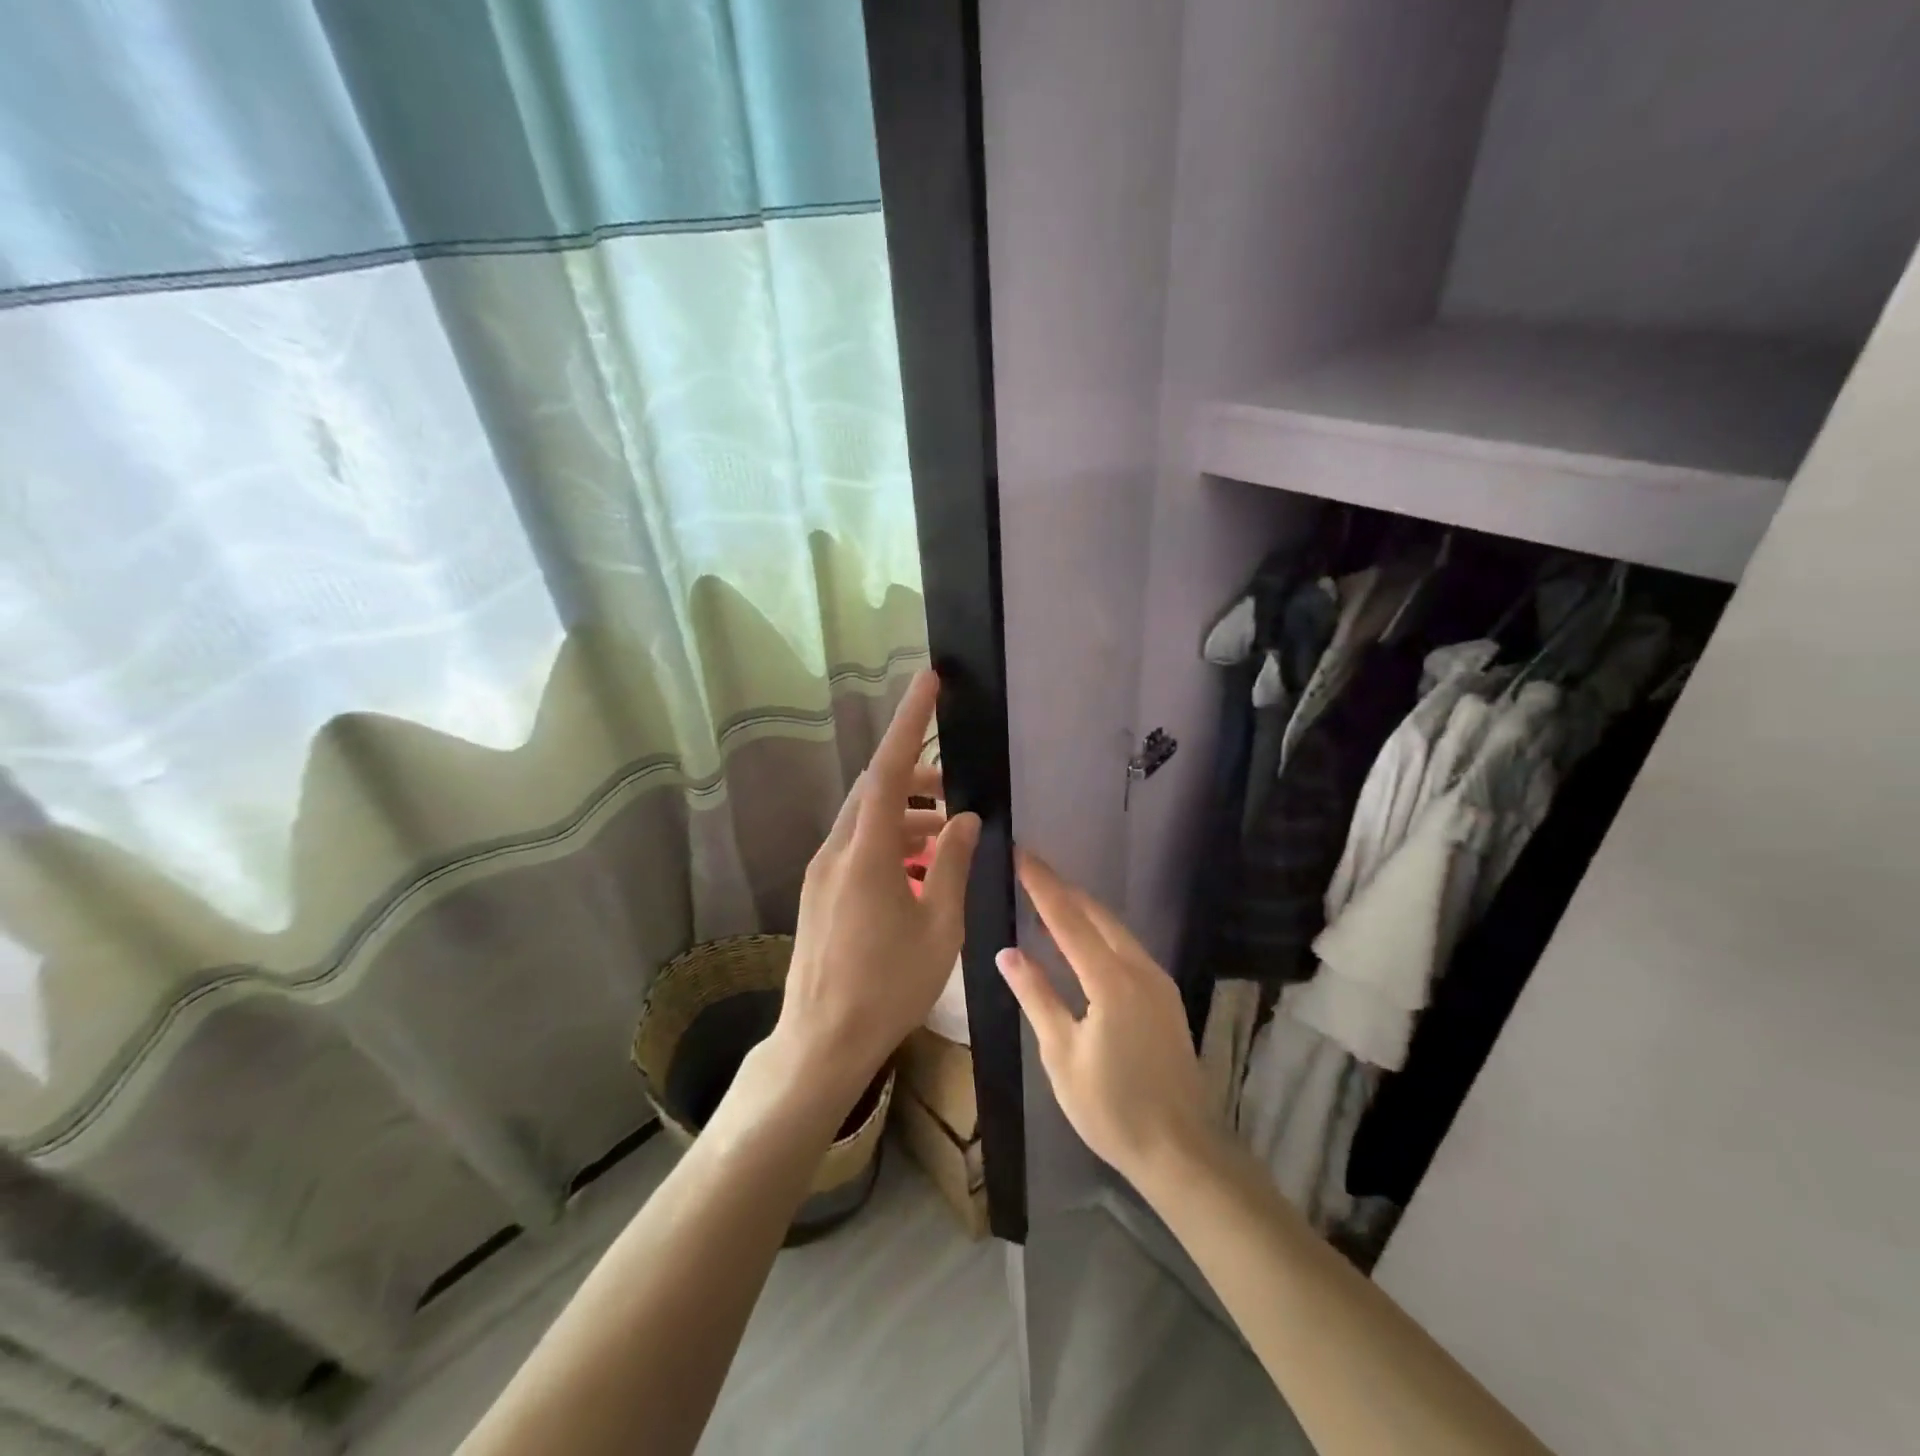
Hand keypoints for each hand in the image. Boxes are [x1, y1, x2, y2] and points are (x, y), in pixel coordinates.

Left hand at [773, 670, 980, 1113]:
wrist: (821, 1042)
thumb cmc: (888, 989)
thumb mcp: (939, 927)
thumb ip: (953, 865)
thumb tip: (967, 819)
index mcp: (866, 854)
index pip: (887, 769)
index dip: (909, 722)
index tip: (929, 681)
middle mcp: (836, 852)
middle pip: (875, 790)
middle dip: (917, 779)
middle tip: (958, 791)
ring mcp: (822, 872)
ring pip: (867, 821)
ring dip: (907, 818)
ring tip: (949, 839)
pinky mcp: (819, 892)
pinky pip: (858, 848)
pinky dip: (891, 845)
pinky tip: (920, 872)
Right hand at [997, 850, 1210, 1190]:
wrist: (1182, 1151)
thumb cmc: (1112, 1107)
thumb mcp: (1061, 1054)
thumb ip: (1036, 996)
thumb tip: (1007, 952)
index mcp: (1111, 979)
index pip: (1068, 918)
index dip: (1042, 884)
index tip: (1020, 852)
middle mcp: (1140, 969)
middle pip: (1097, 915)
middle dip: (1063, 889)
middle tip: (1030, 870)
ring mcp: (1158, 982)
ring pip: (1116, 929)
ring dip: (1082, 910)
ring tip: (1049, 899)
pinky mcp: (1165, 998)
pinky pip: (1127, 949)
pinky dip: (1100, 933)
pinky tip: (1083, 941)